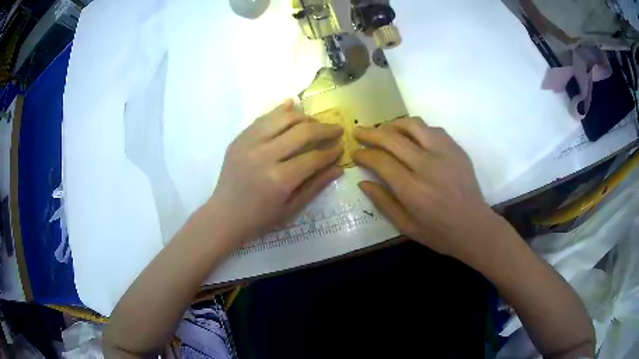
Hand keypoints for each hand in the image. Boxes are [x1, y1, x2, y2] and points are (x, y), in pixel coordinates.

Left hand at [208, 99, 343, 245]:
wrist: (224, 215)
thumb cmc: (260, 218)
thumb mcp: (291, 209)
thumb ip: (315, 186)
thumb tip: (339, 167)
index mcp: (279, 180)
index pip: (313, 157)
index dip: (331, 151)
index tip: (341, 147)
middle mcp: (264, 156)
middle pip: (302, 131)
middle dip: (324, 129)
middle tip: (336, 129)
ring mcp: (249, 143)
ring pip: (283, 118)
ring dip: (304, 117)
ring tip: (315, 122)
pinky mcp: (240, 138)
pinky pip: (263, 117)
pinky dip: (280, 110)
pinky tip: (292, 106)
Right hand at [353, 117, 501, 262]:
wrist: (474, 227)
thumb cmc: (439, 232)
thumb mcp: (406, 227)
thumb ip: (383, 203)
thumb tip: (362, 181)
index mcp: (412, 189)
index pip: (381, 160)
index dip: (363, 154)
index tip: (355, 152)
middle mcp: (427, 166)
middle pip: (392, 138)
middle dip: (370, 133)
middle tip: (358, 132)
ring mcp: (444, 153)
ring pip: (413, 125)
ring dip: (393, 125)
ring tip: (383, 130)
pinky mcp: (456, 149)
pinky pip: (432, 129)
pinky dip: (417, 128)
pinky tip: (411, 136)